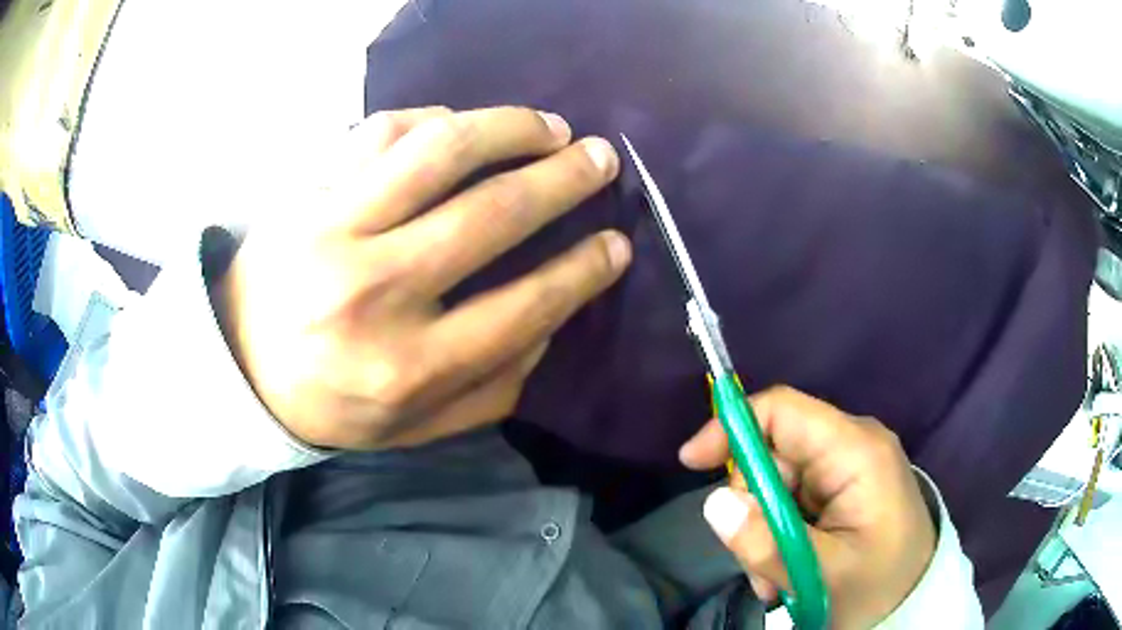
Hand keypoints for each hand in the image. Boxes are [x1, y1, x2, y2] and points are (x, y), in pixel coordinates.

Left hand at [214, 106, 630, 449]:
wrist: (240, 366)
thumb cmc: (331, 403)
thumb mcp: (419, 425)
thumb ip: (496, 384)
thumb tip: (554, 315)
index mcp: (407, 367)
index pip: (525, 305)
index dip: (585, 269)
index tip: (617, 243)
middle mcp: (374, 291)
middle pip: (493, 213)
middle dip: (565, 179)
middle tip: (600, 160)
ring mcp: (333, 229)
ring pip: (441, 150)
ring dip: (510, 128)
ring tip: (547, 126)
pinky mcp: (309, 191)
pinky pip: (383, 131)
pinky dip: (436, 118)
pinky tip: (464, 125)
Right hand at [679, 386, 935, 628]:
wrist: (914, 600)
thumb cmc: (879, 586)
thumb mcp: (822, 575)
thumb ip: (766, 543)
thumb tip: (714, 504)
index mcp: (857, 451)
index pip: (784, 410)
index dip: (733, 426)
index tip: (692, 463)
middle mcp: (852, 445)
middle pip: (775, 450)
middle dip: (753, 504)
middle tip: (757, 560)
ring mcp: (848, 466)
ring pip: (778, 480)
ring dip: (764, 528)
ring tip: (776, 577)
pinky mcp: (843, 487)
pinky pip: (792, 498)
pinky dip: (779, 532)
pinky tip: (788, 567)